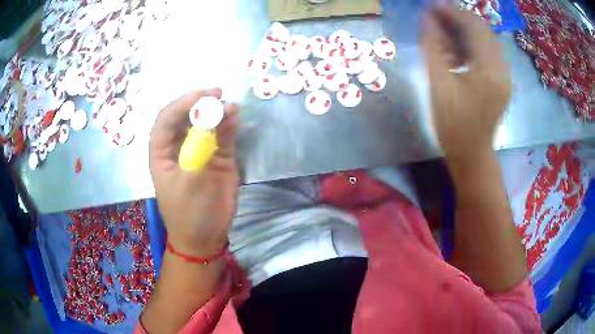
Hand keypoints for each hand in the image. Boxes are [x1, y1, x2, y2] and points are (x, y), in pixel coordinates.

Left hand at [149, 89, 239, 256]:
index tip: (201, 96)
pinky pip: (223, 136)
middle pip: (186, 117)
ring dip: (217, 113)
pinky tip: (236, 118)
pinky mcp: (218, 157)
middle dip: (200, 104)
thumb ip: (198, 151)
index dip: (181, 105)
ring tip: (231, 107)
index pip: (166, 120)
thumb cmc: (188, 213)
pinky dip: (229, 126)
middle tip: (217, 95)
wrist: (206, 236)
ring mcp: (200, 150)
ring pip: (206, 124)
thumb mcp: (189, 184)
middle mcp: (179, 147)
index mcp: (162, 153)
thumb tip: (210, 121)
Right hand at [422, 8, 510, 159]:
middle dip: (458, 19)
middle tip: (435, 18)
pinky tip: (456, 52)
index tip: (431, 6)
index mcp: (488, 70)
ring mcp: (504, 75)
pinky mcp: (501, 81)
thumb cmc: (453, 124)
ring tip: (443, 35)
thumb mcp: (438, 84)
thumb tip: (427, 18)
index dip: (451, 12)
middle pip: (482, 30)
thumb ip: (433, 47)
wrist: (472, 154)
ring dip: (464, 32)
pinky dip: (471, 45)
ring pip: (485, 40)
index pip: (473, 26)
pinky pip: (488, 53)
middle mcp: (502, 68)